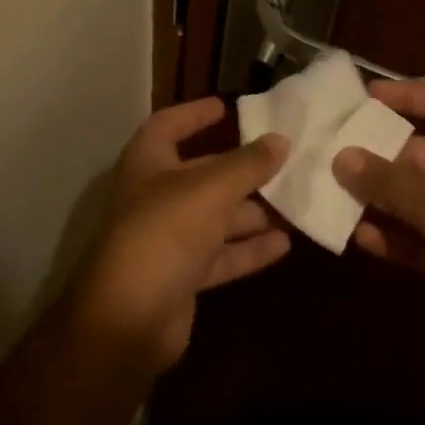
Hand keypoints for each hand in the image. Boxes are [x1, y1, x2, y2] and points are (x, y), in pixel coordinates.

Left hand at [70, 98, 290, 371]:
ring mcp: (168, 239)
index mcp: (148, 163)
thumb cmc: (164, 232)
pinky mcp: (182, 277)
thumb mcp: (210, 189)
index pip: (168, 125)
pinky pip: (220, 255)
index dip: (194, 114)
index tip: (226, 106)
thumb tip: (281, 140)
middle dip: (239, 169)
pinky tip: (284, 244)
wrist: (130, 318)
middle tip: (281, 160)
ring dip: (251, 211)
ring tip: (294, 202)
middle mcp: (155, 196)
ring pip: (215, 217)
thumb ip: (247, 164)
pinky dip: (248, 249)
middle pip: (201, 173)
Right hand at [332, 80, 424, 296]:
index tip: (364, 97)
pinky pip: (422, 237)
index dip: (407, 96)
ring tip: (336, 195)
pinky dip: (395, 236)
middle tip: (334, 153)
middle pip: (422, 153)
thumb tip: (340, 157)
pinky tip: (360, 237)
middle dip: (380, 157)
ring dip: (381, 199)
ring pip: (418, 198)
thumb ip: (386, 180)